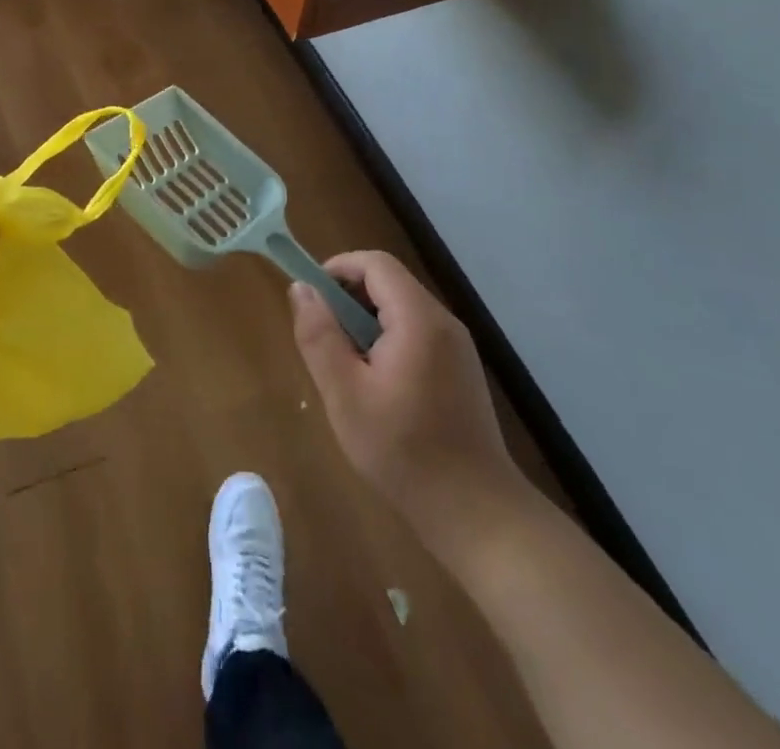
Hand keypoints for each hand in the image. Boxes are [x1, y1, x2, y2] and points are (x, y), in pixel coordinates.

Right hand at [291, 251, 525, 541]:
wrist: (478, 515)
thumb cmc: (404, 452)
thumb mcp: (345, 394)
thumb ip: (319, 335)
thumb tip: (301, 288)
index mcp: (419, 319)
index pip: (375, 263)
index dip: (337, 268)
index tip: (310, 298)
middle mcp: (444, 322)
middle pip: (389, 282)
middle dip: (348, 298)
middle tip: (323, 337)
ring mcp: (457, 347)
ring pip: (401, 308)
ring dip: (365, 321)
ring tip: (344, 365)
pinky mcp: (461, 370)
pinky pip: (416, 332)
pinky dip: (387, 339)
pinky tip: (375, 385)